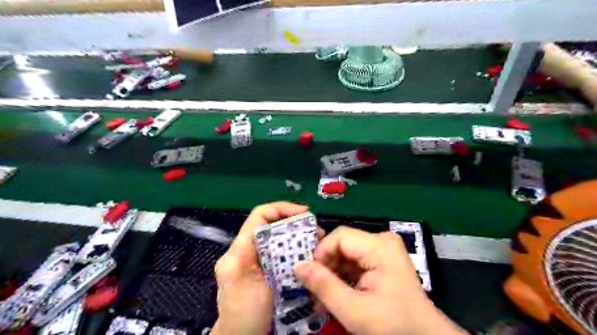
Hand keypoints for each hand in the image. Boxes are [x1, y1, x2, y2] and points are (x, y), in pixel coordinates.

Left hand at [210, 202, 311, 334]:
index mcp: (238, 249)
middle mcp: (243, 250)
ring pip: (275, 238)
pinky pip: (276, 252)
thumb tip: (277, 232)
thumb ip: (260, 255)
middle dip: (293, 223)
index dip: (282, 208)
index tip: (305, 213)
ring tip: (315, 242)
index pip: (259, 215)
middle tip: (316, 231)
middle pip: (269, 225)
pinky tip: (305, 255)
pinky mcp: (259, 270)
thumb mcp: (252, 282)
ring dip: (295, 236)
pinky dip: (291, 250)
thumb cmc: (245, 312)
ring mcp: (251, 260)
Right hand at [296, 227, 467, 334]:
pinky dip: (344, 276)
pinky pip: (355, 261)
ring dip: (333, 274)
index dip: (321, 253)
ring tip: (324, 297)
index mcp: (380, 246)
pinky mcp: (383, 259)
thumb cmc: (393, 326)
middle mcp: (382, 240)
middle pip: (342, 244)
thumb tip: (298, 266)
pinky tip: (338, 294)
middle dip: (326, 267)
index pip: (339, 236)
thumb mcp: (354, 310)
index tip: (311, 277)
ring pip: (346, 253)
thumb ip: (324, 286)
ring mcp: (384, 249)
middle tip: (315, 291)